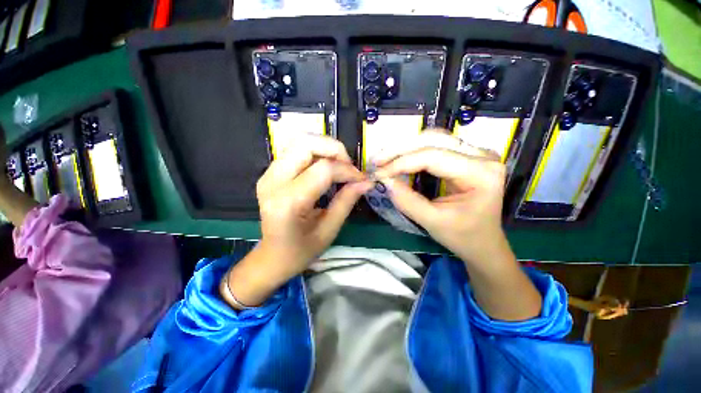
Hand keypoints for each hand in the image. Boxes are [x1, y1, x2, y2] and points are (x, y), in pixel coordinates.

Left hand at [256, 134, 371, 276]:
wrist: (272, 256)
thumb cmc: (301, 250)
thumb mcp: (329, 230)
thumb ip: (347, 201)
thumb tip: (366, 181)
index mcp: (288, 202)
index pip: (323, 170)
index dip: (347, 170)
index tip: (361, 178)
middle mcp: (273, 182)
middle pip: (305, 144)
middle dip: (334, 149)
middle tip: (348, 166)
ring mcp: (268, 174)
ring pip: (299, 141)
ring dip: (325, 148)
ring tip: (339, 165)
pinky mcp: (269, 173)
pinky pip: (295, 150)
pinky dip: (315, 152)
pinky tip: (325, 167)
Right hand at [373, 130, 506, 265]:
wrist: (483, 242)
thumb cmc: (463, 236)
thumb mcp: (432, 222)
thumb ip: (407, 201)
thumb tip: (384, 180)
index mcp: (481, 174)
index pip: (434, 157)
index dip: (402, 162)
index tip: (379, 173)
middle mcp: (482, 156)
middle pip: (434, 140)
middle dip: (400, 149)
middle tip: (377, 161)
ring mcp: (476, 153)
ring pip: (434, 138)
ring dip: (405, 147)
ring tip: (385, 159)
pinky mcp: (466, 156)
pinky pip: (436, 145)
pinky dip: (414, 150)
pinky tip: (399, 158)